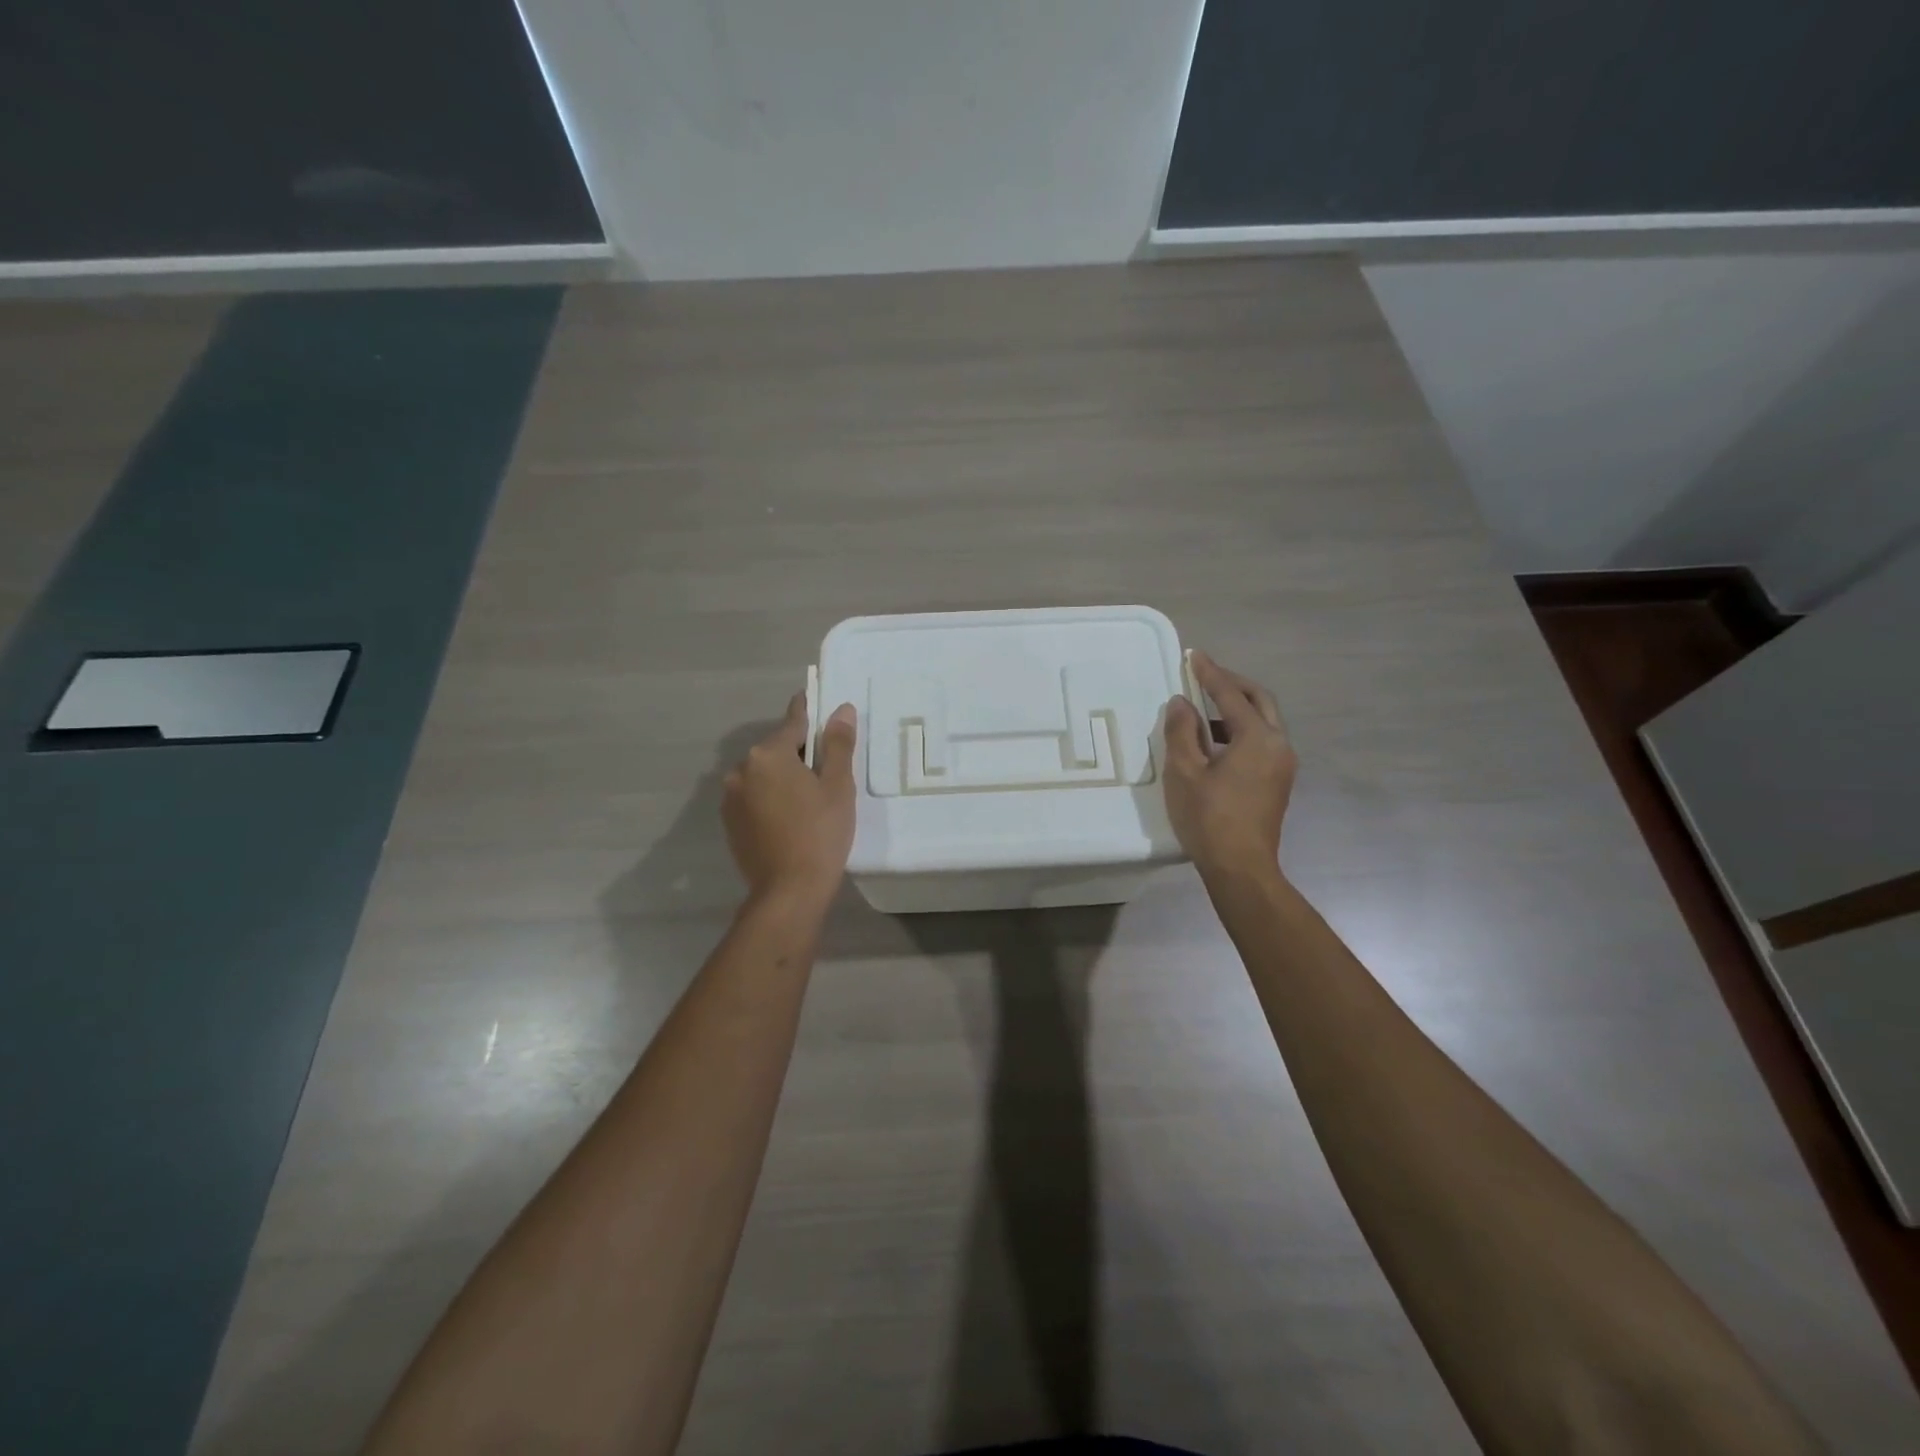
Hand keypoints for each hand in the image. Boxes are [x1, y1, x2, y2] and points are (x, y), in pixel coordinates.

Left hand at [723, 694, 857, 907]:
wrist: (789, 890)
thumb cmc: (821, 833)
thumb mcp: (838, 786)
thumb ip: (838, 745)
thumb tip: (842, 709)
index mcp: (769, 754)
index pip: (793, 722)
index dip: (808, 711)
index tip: (813, 699)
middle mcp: (742, 768)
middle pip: (777, 749)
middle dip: (798, 753)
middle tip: (826, 769)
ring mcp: (731, 796)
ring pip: (763, 774)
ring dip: (782, 777)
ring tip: (808, 798)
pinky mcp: (729, 821)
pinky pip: (753, 796)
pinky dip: (769, 798)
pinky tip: (789, 817)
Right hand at [1164, 651, 1296, 880]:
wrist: (1241, 868)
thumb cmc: (1209, 818)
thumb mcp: (1185, 771)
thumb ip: (1182, 731)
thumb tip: (1181, 703)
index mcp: (1258, 738)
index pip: (1231, 694)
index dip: (1210, 673)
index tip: (1193, 655)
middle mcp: (1279, 745)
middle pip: (1259, 701)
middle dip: (1232, 684)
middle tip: (1204, 675)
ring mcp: (1283, 765)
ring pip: (1263, 722)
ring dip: (1235, 710)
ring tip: (1201, 712)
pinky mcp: (1278, 782)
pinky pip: (1261, 742)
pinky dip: (1239, 732)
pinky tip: (1214, 743)